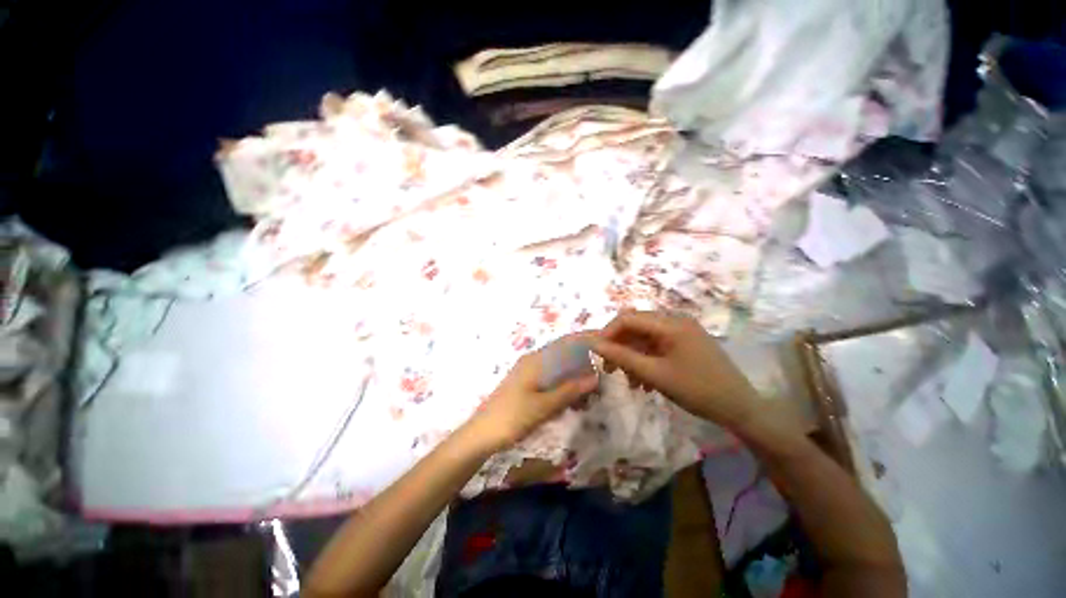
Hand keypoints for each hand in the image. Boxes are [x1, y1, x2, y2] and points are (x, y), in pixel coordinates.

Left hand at [470, 336, 598, 451]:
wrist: (481, 434)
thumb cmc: (512, 418)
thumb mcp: (543, 406)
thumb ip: (569, 390)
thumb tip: (595, 376)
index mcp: (536, 360)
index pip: (566, 342)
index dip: (586, 338)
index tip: (606, 338)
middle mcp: (534, 361)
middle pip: (564, 353)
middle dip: (585, 359)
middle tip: (605, 370)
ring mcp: (530, 372)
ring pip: (559, 367)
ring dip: (576, 374)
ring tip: (592, 388)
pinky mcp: (528, 384)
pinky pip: (552, 378)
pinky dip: (565, 385)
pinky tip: (574, 399)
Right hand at [590, 311, 760, 429]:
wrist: (741, 409)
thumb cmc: (697, 390)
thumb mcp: (655, 374)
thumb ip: (622, 357)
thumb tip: (594, 344)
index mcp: (670, 323)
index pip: (628, 318)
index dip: (608, 333)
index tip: (596, 353)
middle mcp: (675, 321)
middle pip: (636, 327)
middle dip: (620, 347)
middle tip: (609, 370)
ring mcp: (681, 332)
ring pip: (644, 338)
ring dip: (632, 357)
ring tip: (629, 382)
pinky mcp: (685, 343)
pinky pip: (657, 346)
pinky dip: (646, 360)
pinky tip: (644, 382)